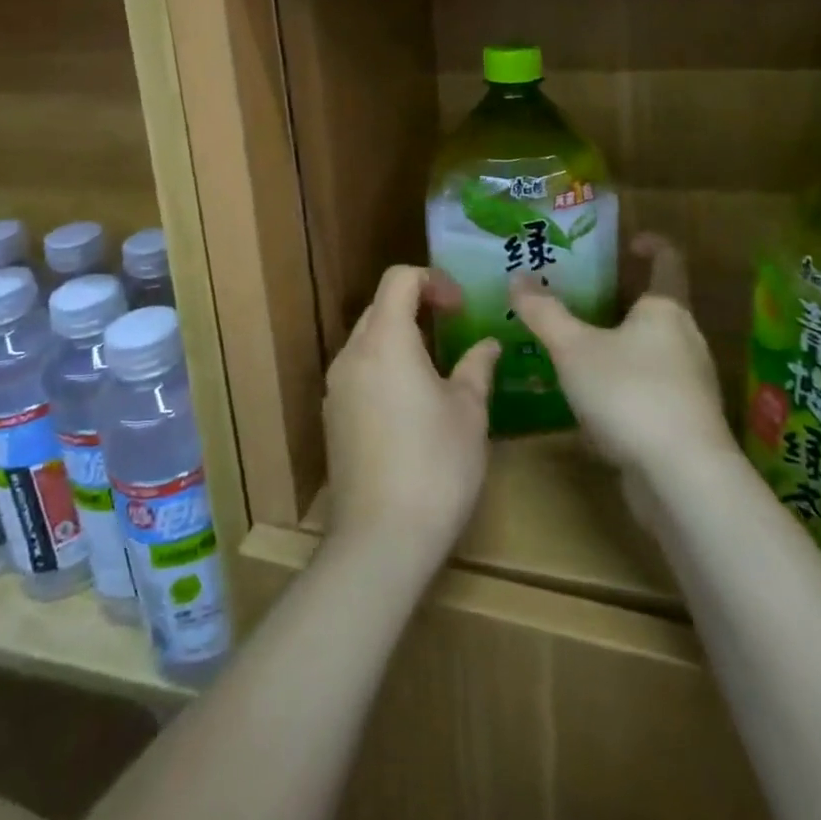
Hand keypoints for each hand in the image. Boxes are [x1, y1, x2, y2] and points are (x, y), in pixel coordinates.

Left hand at [323, 266, 499, 575]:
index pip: (399, 279)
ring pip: (368, 340)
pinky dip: (385, 367)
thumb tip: (488, 344)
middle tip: (454, 331)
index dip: (433, 281)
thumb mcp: (470, 412)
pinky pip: (359, 372)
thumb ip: (477, 367)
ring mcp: (336, 387)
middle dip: (418, 307)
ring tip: (437, 369)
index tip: (461, 308)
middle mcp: (352, 354)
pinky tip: (411, 405)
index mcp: (385, 340)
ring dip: (401, 338)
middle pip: (381, 307)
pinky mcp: (332, 417)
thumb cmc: (435, 466)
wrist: (379, 540)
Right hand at [509, 235, 735, 483]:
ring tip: (578, 351)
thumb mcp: (573, 348)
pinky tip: (592, 406)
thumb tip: (518, 278)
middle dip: (621, 302)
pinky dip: (623, 388)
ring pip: (651, 352)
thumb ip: (544, 313)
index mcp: (666, 309)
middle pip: (657, 309)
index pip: (668, 260)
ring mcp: (690, 384)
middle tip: (580, 299)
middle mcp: (686, 340)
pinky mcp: (685, 423)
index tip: (627, 242)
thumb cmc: (629, 393)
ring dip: (619, 347)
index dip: (651, 244)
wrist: (682, 479)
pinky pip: (650, 391)